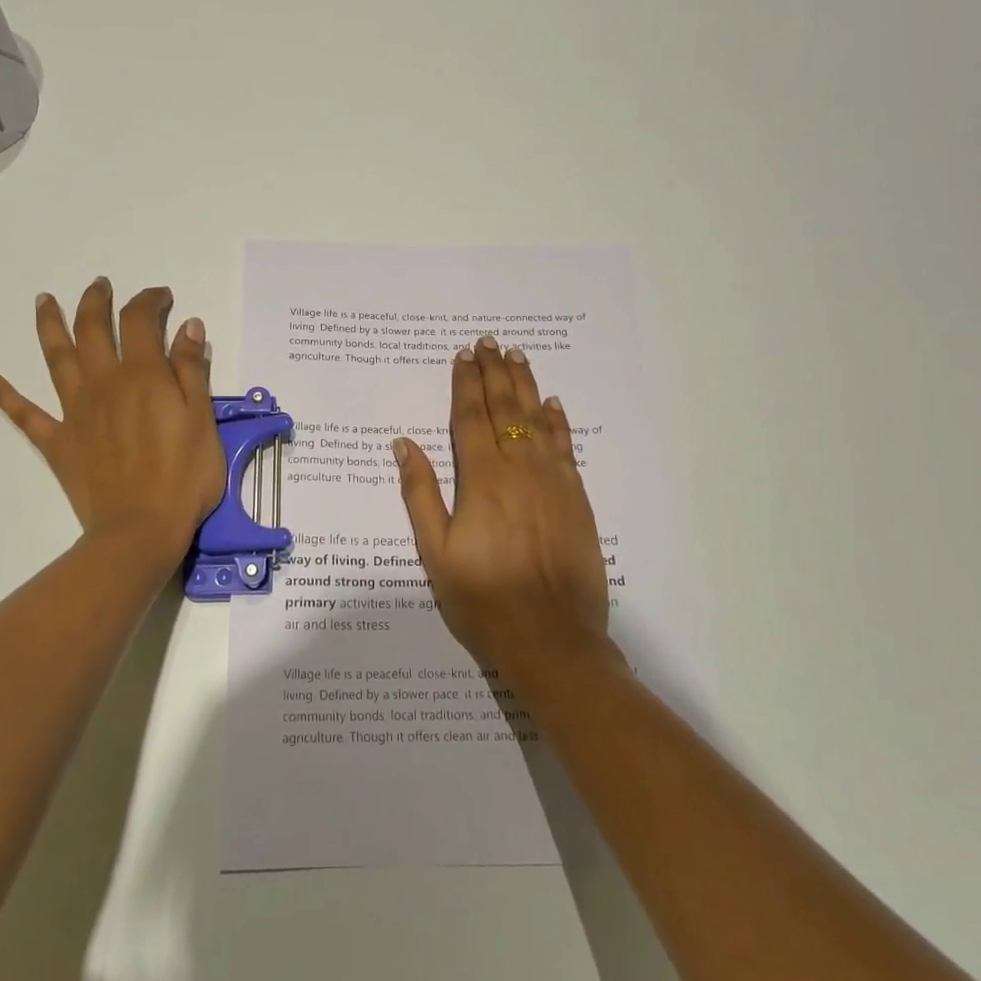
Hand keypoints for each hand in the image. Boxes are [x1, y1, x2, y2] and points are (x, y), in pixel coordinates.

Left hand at [0, 278, 224, 561]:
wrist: (140, 529)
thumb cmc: (184, 477)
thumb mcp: (203, 421)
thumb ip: (192, 371)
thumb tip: (188, 327)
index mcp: (142, 375)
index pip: (141, 321)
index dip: (150, 301)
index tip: (161, 296)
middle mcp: (103, 383)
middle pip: (92, 329)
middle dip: (96, 301)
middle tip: (100, 285)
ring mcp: (75, 411)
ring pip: (56, 358)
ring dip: (49, 325)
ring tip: (43, 301)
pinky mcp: (58, 442)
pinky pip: (25, 414)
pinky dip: (4, 394)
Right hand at [393, 337, 612, 675]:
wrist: (551, 637)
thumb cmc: (482, 598)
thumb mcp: (435, 551)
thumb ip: (420, 494)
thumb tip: (404, 444)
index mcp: (481, 479)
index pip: (471, 418)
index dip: (465, 384)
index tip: (462, 357)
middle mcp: (519, 469)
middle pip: (505, 409)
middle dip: (494, 373)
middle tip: (489, 343)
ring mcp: (553, 481)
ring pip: (538, 420)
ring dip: (525, 385)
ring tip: (516, 357)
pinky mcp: (576, 499)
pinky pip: (565, 447)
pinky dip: (557, 422)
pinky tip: (552, 405)